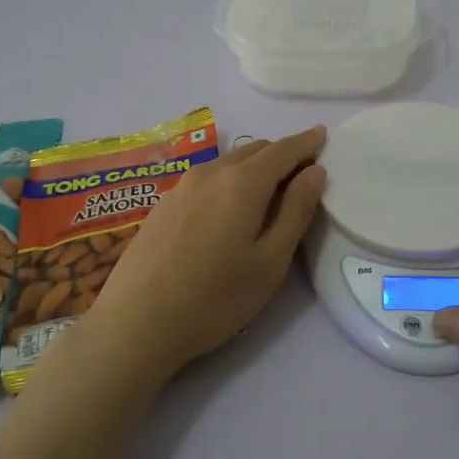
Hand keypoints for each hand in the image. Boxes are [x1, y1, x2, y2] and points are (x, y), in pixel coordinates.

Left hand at [77, 126, 327, 387]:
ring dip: (254, 166)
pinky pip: (207, 177)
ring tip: (269, 189)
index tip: (322, 135)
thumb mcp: (270, 262)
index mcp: (243, 183)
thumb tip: (314, 171)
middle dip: (282, 154)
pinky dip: (229, 179)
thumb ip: (296, 211)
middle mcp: (211, 173)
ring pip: (228, 162)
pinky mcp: (163, 204)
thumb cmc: (215, 299)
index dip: (306, 142)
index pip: (283, 150)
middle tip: (302, 172)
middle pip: (255, 150)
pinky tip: (228, 206)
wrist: (135, 324)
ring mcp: (182, 186)